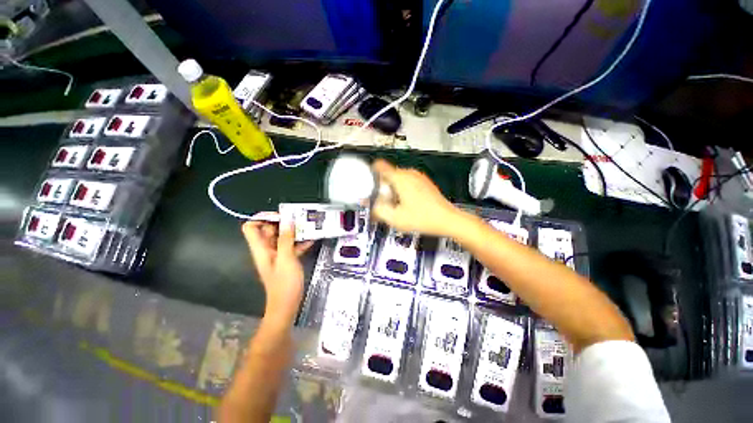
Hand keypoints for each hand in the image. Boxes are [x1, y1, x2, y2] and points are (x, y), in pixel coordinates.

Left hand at [242, 216, 313, 324]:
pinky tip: (312, 239)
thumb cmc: (284, 284)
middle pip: (269, 229)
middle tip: (300, 219)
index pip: (251, 227)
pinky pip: (291, 246)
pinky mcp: (286, 260)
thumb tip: (288, 221)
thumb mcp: (286, 259)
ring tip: (308, 226)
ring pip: (282, 237)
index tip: (281, 216)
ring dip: (294, 231)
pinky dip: (299, 242)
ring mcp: (277, 255)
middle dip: (284, 222)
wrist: (287, 305)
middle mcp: (267, 249)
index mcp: (261, 248)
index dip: (263, 218)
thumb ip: (286, 239)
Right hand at [371, 159, 463, 236]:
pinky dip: (402, 191)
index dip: (370, 173)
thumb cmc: (423, 218)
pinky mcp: (424, 182)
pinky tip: (406, 205)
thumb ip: (378, 209)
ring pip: (397, 179)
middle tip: (383, 203)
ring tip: (396, 206)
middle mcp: (409, 173)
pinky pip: (407, 182)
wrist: (447, 219)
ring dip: (392, 190)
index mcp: (400, 178)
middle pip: (388, 175)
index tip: (368, 183)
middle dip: (382, 188)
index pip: (379, 166)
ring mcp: (418, 177)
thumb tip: (370, 204)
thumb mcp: (395, 218)